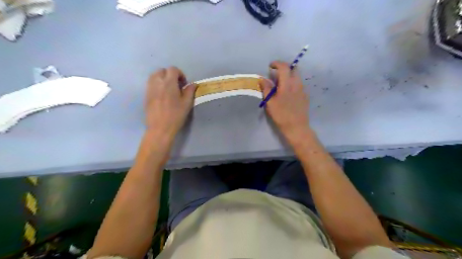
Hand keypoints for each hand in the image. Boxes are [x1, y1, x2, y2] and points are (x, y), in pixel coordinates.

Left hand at [144, 67, 193, 138]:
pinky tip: (162, 94)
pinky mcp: (146, 95)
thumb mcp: (187, 103)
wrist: (160, 128)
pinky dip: (157, 84)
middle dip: (170, 75)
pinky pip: (151, 84)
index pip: (173, 69)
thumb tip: (193, 84)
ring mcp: (150, 88)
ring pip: (154, 76)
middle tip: (176, 85)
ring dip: (162, 78)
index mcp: (169, 83)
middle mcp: (157, 82)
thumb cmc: (176, 115)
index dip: (180, 74)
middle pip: (162, 70)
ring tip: (169, 89)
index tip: (184, 83)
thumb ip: (190, 91)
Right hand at [259, 62, 309, 143]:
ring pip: (297, 76)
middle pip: (293, 69)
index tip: (270, 66)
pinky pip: (299, 84)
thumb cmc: (281, 115)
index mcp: (288, 84)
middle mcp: (297, 84)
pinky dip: (292, 83)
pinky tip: (287, 92)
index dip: (277, 63)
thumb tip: (262, 79)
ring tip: (280, 83)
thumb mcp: (270, 102)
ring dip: (289, 75)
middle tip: (276, 73)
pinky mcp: (305, 95)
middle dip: (284, 68)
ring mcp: (303, 89)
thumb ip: (267, 89)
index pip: (284, 67)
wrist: (296, 127)